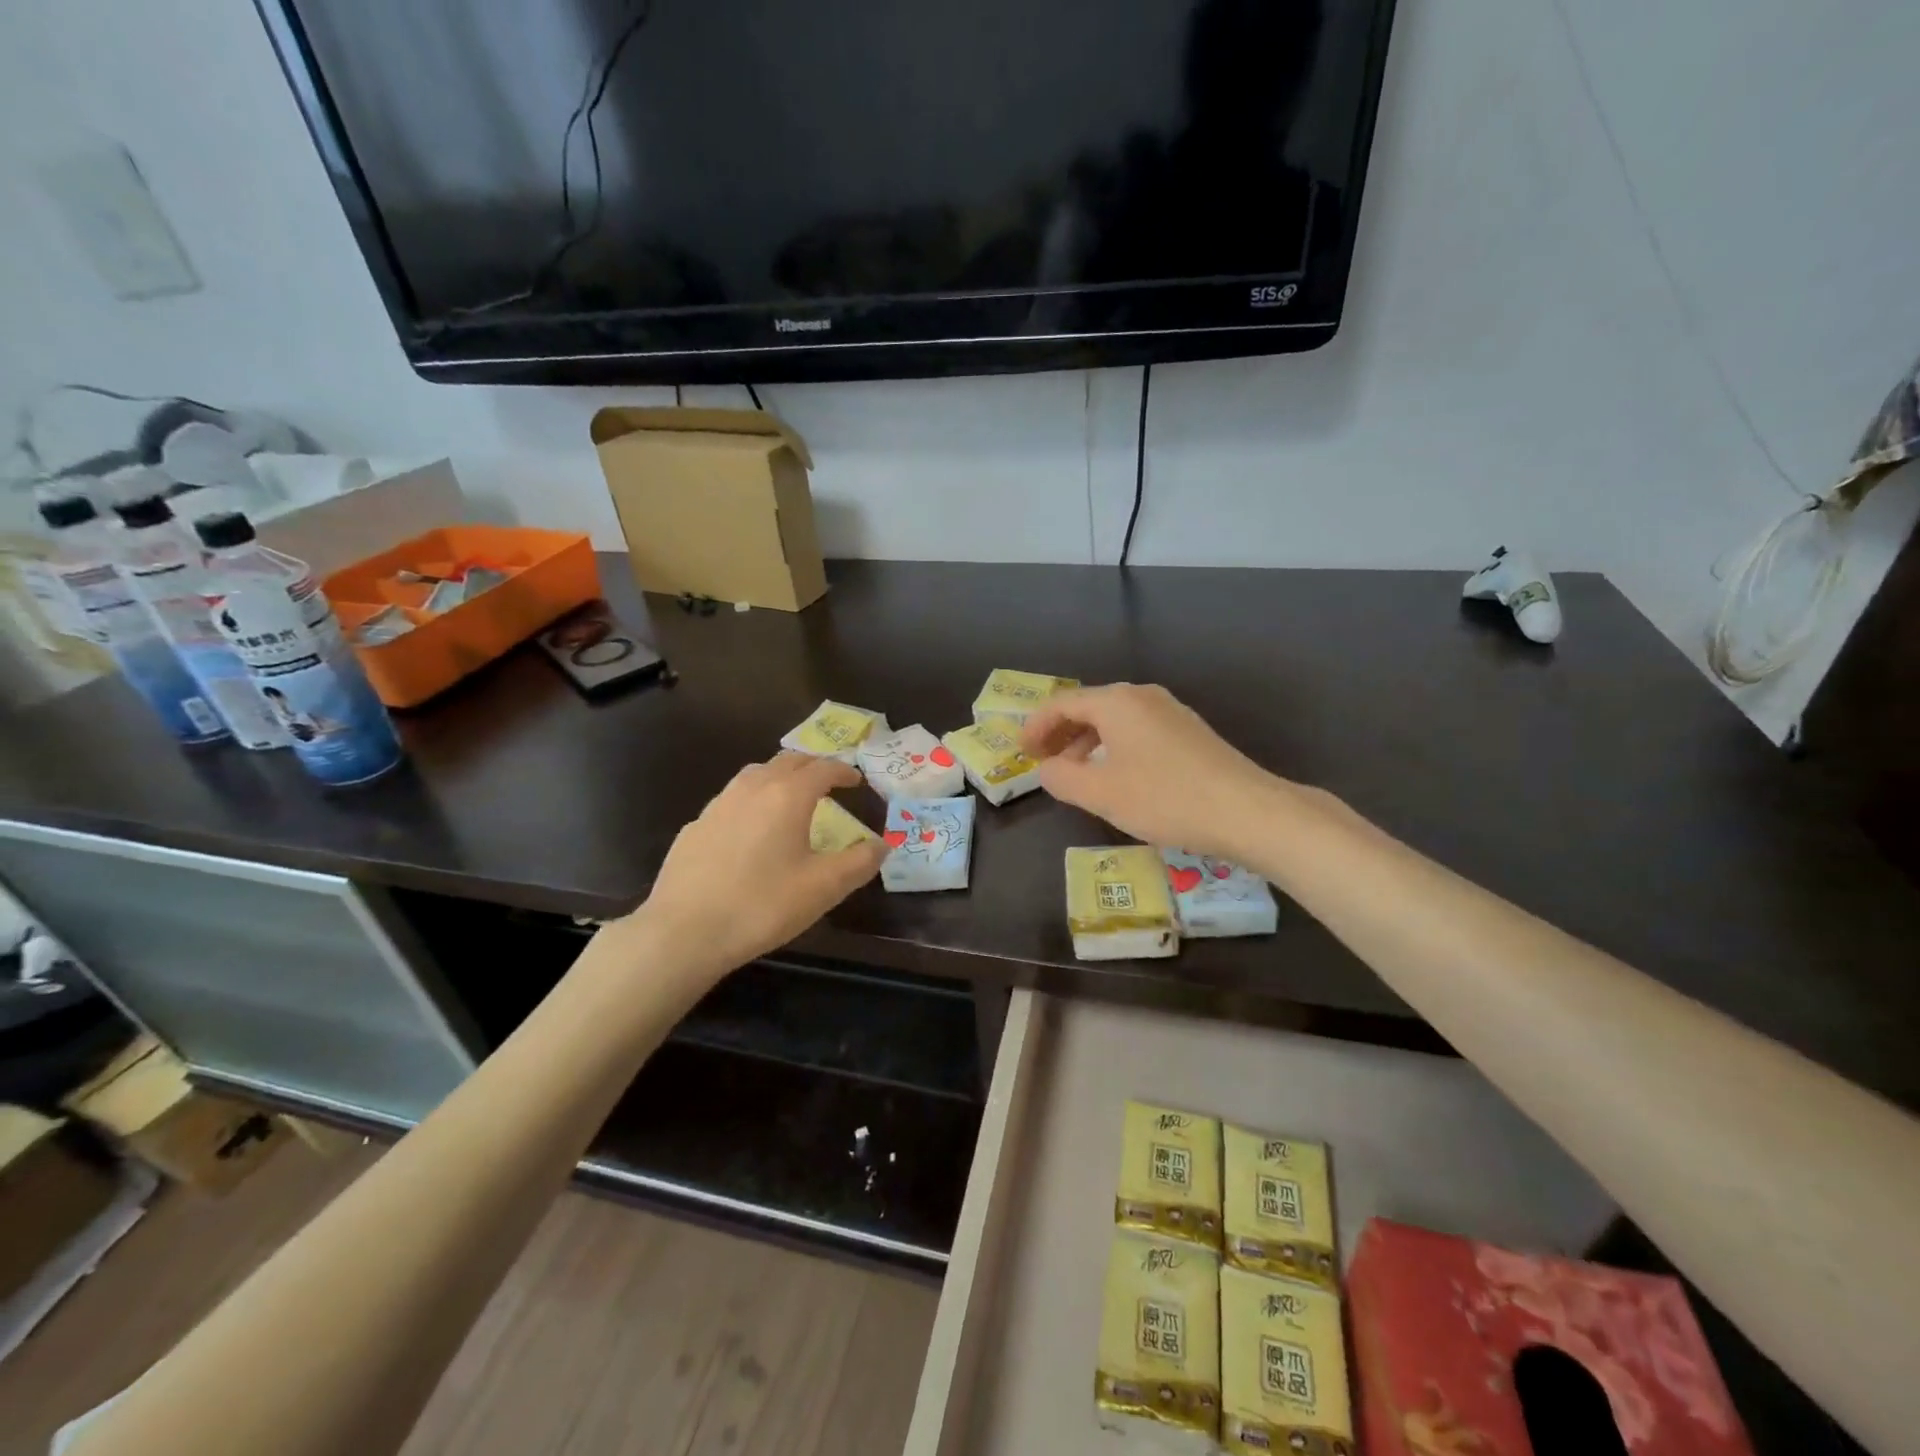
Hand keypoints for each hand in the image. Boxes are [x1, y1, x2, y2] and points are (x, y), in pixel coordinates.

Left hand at [639, 753, 886, 978]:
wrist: (684, 931)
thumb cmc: (763, 905)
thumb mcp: (824, 888)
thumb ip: (860, 862)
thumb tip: (882, 845)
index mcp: (788, 796)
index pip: (823, 768)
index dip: (844, 770)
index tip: (856, 780)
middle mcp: (752, 788)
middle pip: (787, 761)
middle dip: (812, 766)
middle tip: (828, 781)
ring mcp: (718, 805)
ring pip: (755, 774)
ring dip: (779, 777)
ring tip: (790, 796)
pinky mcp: (695, 827)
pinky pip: (731, 800)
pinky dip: (751, 801)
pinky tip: (750, 829)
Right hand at [1021, 683, 1286, 860]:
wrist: (1246, 811)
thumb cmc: (1164, 798)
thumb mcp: (1101, 793)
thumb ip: (1062, 778)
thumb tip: (1047, 769)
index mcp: (1117, 702)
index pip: (1063, 704)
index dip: (1036, 727)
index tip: (1021, 753)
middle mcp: (1143, 696)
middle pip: (1089, 707)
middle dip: (1061, 733)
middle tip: (1043, 761)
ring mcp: (1171, 712)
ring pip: (1115, 720)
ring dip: (1087, 742)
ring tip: (1075, 772)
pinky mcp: (1189, 732)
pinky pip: (1137, 730)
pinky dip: (1114, 747)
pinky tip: (1117, 776)